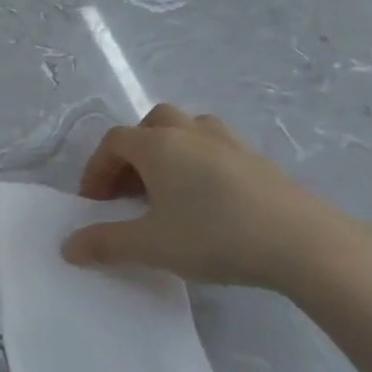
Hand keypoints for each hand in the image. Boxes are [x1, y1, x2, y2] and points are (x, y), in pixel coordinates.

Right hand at [60, 104, 351, 290]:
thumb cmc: (213, 235)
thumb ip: (104, 244)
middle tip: (131, 189)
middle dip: (134, 152)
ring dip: (171, 151)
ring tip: (169, 189)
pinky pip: (218, 150)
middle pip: (152, 124)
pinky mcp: (261, 163)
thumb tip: (67, 247)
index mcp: (158, 146)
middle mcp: (191, 134)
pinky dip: (202, 165)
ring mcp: (231, 144)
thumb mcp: (150, 246)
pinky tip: (209, 202)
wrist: (304, 244)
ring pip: (190, 130)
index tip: (95, 203)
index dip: (96, 169)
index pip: (113, 141)